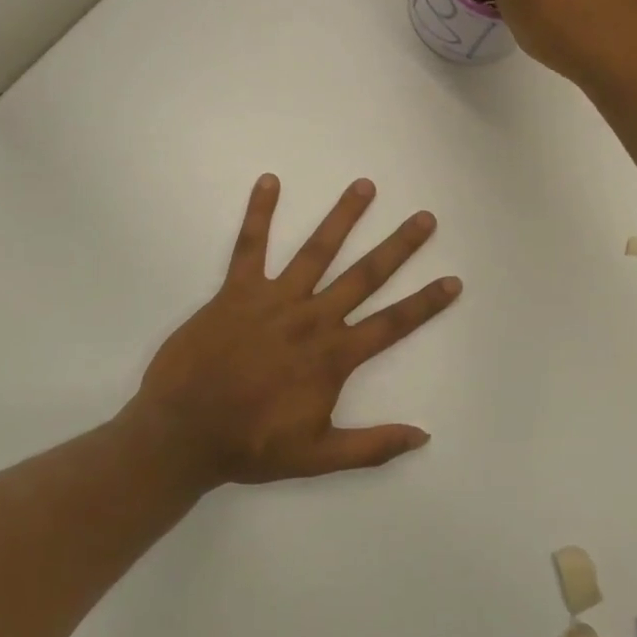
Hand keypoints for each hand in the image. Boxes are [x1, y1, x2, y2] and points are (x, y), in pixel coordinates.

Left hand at [129, 175, 461, 488]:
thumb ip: (372, 446)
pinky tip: (269, 180)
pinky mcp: (236, 291)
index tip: (453, 280)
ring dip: (343, 217)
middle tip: (424, 218)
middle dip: (398, 246)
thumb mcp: (318, 457)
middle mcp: (311, 318)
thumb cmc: (251, 445)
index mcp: (333, 356)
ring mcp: (273, 300)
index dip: (425, 303)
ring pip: (316, 250)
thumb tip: (423, 435)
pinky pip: (250, 246)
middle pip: (364, 276)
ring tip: (365, 186)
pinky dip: (259, 213)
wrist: (182, 433)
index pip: (392, 324)